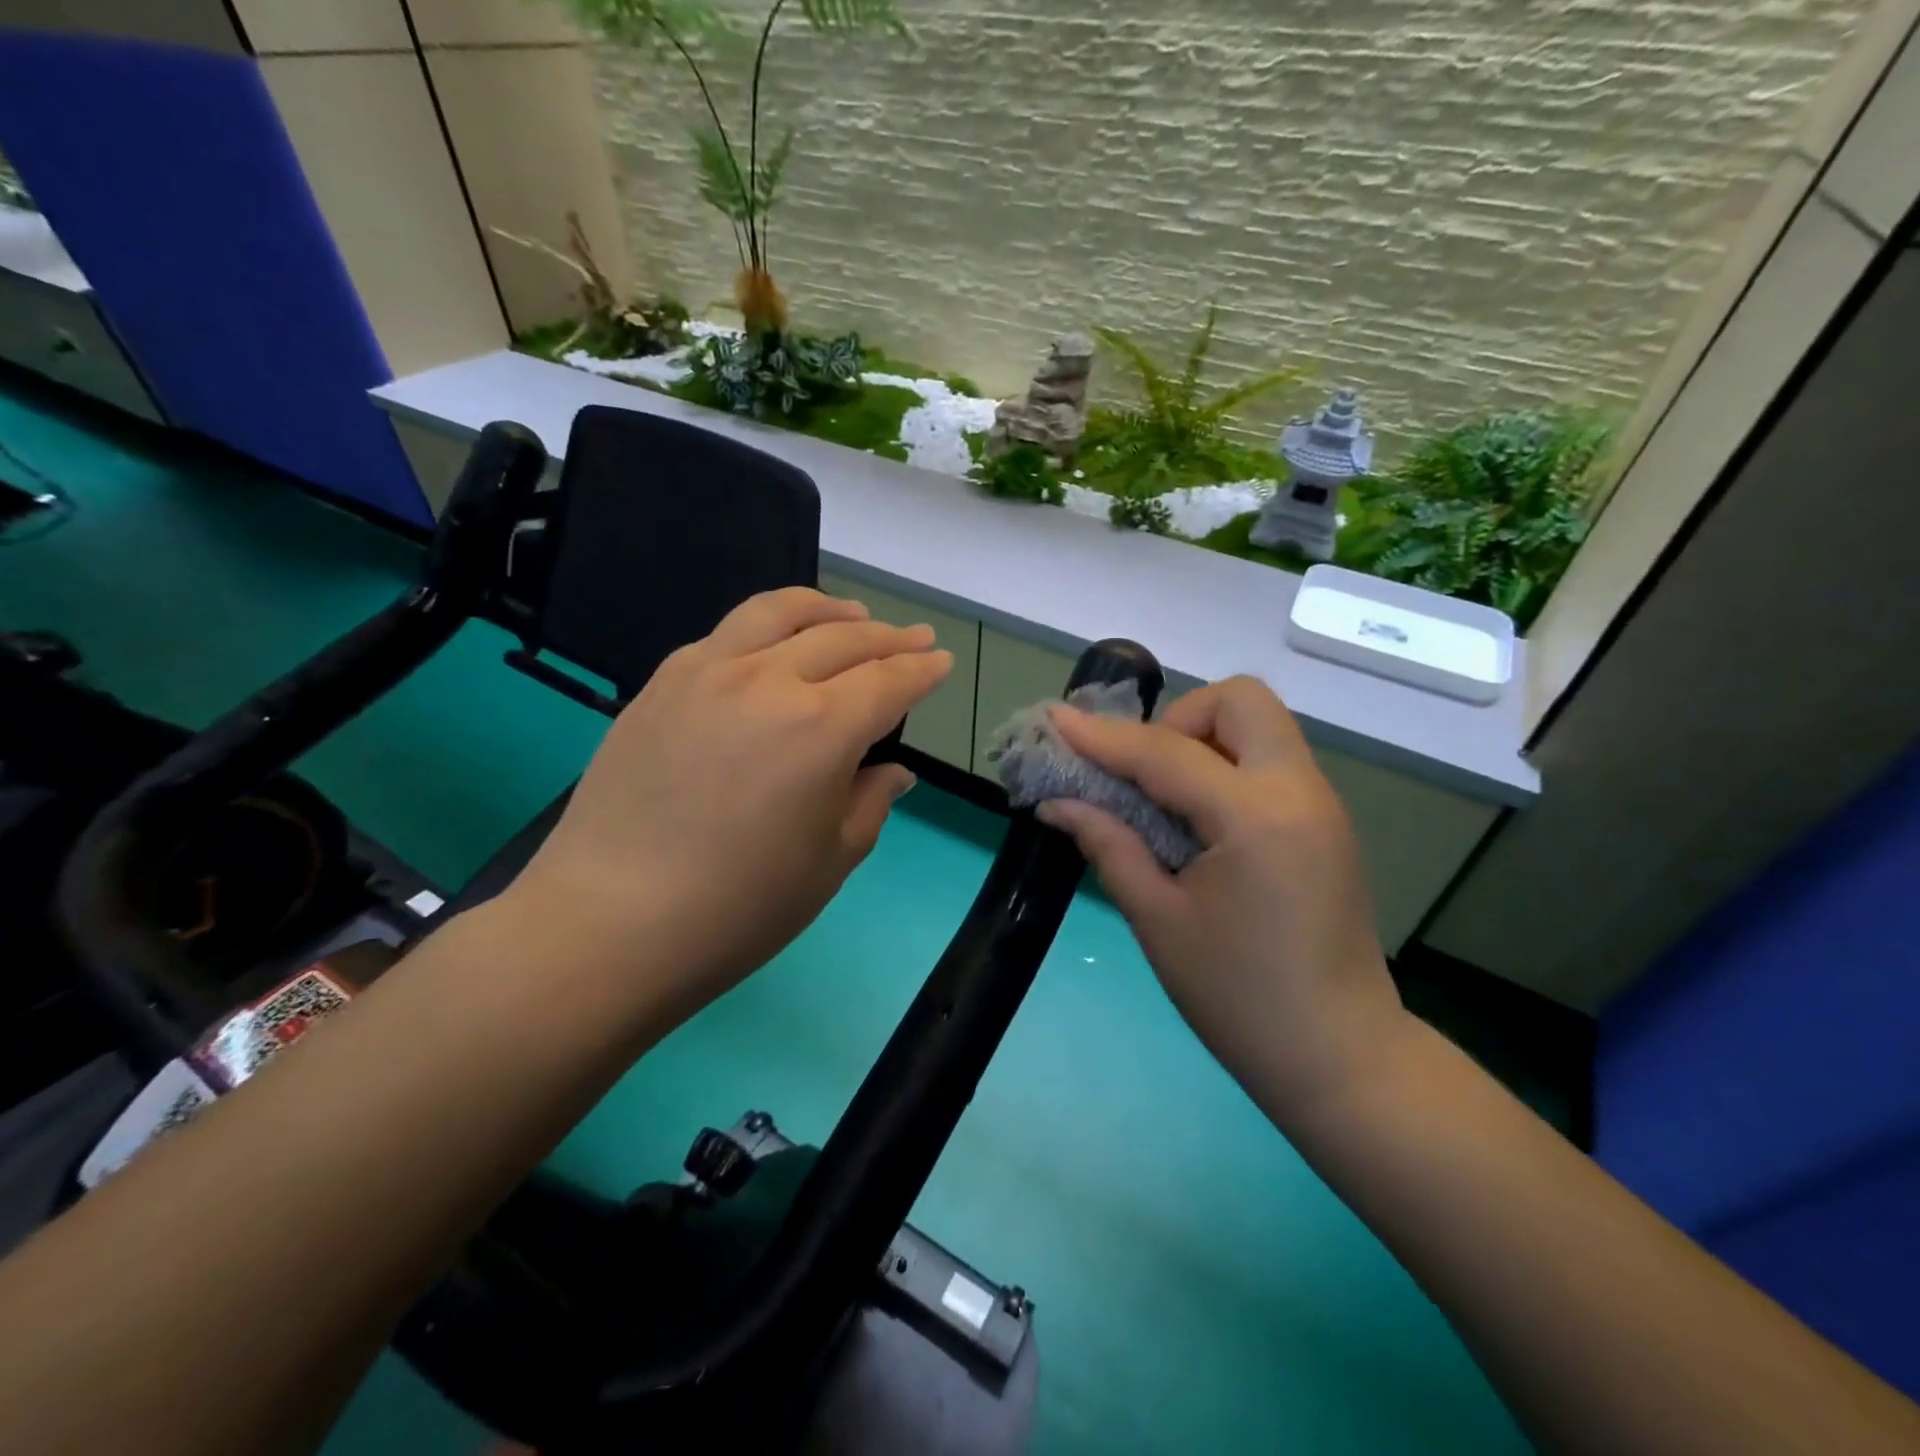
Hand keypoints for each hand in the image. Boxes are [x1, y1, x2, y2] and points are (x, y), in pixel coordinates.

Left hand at [508, 588, 951, 1024]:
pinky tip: (774, 646)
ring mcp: (707, 673)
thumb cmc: (739, 908)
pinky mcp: (662, 683)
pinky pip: (727, 634)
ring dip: (827, 609)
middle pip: (842, 638)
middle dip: (888, 637)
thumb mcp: (830, 861)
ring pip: (779, 613)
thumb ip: (869, 802)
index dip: (922, 670)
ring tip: (851, 614)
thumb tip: (892, 772)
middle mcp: (768, 680)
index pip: (888, 681)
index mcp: (822, 728)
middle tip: (913, 639)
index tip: (941, 662)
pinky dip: (768, 627)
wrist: (609, 922)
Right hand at [1036, 676, 1409, 1125]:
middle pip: (1239, 700)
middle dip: (1177, 720)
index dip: (1103, 737)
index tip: (1055, 720)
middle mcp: (1298, 791)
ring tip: (1164, 796)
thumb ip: (1108, 845)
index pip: (1165, 752)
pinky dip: (1225, 764)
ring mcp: (1320, 803)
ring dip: (1203, 739)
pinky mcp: (1324, 822)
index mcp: (1256, 818)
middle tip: (1143, 775)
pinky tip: (1197, 818)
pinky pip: (1269, 760)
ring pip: (1258, 724)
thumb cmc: (1238, 998)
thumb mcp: (1158, 920)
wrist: (1339, 1057)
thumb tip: (1056, 803)